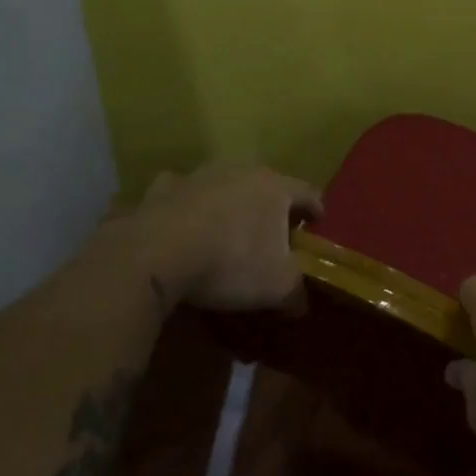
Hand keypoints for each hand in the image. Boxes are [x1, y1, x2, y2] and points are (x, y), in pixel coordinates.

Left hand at [132, 165, 323, 311]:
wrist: (157, 253)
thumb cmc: (231, 263)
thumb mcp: (277, 286)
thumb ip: (296, 291)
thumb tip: (301, 304)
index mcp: (275, 188)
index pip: (307, 192)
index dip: (316, 209)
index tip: (318, 222)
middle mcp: (241, 171)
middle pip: (266, 184)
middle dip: (271, 205)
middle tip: (274, 229)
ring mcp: (199, 176)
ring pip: (224, 184)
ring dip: (229, 201)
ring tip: (227, 226)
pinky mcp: (162, 189)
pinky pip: (181, 194)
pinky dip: (186, 205)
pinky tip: (182, 223)